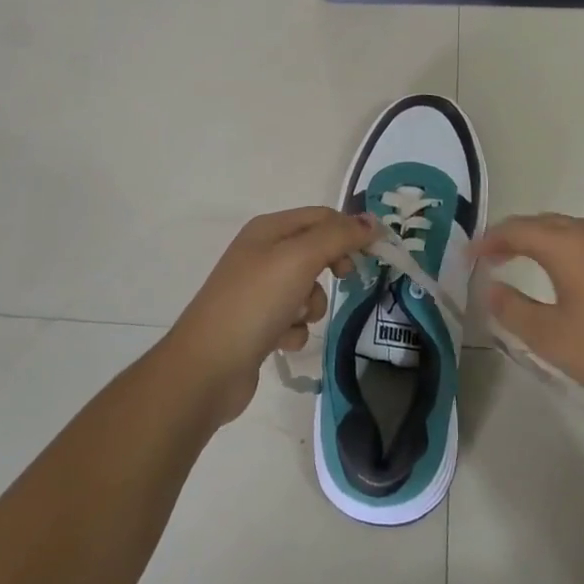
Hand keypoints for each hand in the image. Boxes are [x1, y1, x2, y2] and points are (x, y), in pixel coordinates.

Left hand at [165, 207, 377, 426]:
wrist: (208, 367)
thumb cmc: (255, 303)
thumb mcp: (299, 259)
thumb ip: (338, 237)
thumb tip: (371, 222)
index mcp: (268, 229)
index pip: (322, 216)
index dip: (350, 230)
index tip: (376, 254)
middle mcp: (261, 254)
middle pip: (316, 251)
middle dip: (331, 267)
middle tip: (344, 278)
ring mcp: (258, 290)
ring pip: (307, 289)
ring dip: (312, 305)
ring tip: (296, 318)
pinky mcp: (258, 324)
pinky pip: (293, 319)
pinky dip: (294, 330)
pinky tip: (281, 341)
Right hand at [473, 214, 583, 423]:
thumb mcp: (553, 339)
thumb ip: (514, 310)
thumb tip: (491, 287)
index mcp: (567, 245)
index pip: (516, 229)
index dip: (488, 241)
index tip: (467, 257)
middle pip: (545, 223)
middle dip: (514, 235)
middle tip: (492, 256)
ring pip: (574, 231)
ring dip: (545, 241)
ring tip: (528, 262)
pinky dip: (572, 251)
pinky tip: (577, 279)